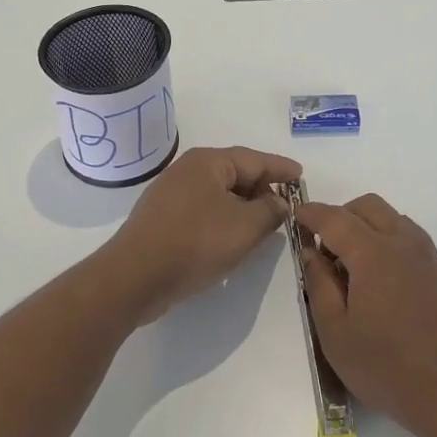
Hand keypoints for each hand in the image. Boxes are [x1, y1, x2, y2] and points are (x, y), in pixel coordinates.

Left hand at [106, 146, 302, 322]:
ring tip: (264, 225)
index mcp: (208, 162)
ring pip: (218, 195)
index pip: (254, 159)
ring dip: (242, 208)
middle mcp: (187, 170)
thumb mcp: (245, 227)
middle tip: (285, 206)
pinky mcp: (162, 219)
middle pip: (235, 174)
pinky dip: (223, 220)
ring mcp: (171, 194)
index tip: (301, 175)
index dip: (280, 169)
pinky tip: (232, 239)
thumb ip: (270, 211)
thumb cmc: (195, 242)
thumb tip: (279, 202)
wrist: (135, 277)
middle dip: (262, 189)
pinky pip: (203, 211)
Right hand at [298, 194, 436, 436]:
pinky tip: (379, 277)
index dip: (311, 213)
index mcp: (373, 252)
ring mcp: (426, 254)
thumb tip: (311, 252)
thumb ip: (319, 284)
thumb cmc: (386, 366)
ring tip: (351, 264)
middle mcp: (402, 241)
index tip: (296, 215)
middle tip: (324, 246)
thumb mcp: (335, 332)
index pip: (335, 218)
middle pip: (367, 206)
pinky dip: (386, 238)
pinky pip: (407, 236)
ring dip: (366, 225)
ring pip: (391, 217)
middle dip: (341, 214)